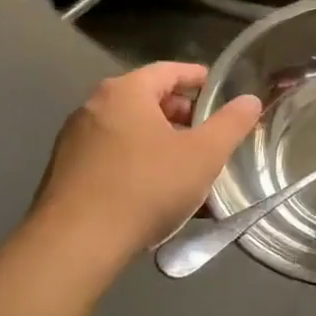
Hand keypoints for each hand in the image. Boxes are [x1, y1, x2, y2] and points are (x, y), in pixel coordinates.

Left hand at [30, 63, 261, 259]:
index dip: (198, 78)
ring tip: (187, 168)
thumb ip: (231, 123)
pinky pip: (112, 157)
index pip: (168, 70)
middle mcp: (94, 107)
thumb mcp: (203, 155)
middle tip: (208, 134)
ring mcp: (74, 141)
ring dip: (161, 142)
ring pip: (130, 131)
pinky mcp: (65, 173)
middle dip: (181, 115)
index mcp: (125, 92)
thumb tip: (250, 100)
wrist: (75, 244)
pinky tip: (155, 193)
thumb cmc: (146, 187)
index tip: (220, 90)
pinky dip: (138, 163)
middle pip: (147, 100)